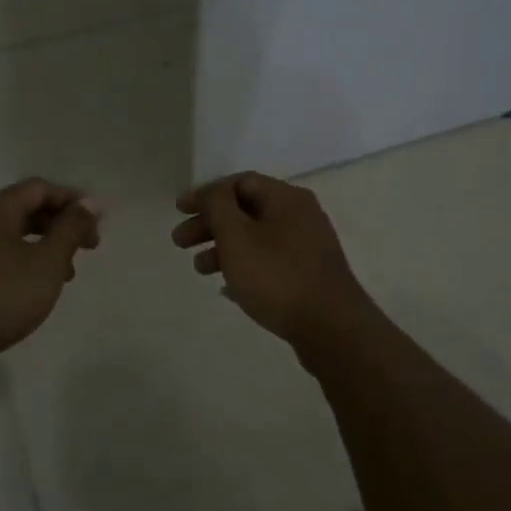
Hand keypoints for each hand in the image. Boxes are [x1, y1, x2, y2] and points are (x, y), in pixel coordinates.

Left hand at [0, 178, 101, 365]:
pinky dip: (23, 258)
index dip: (72, 200)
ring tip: (66, 273)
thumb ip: (71, 229)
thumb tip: (90, 203)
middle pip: (25, 207)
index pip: (40, 188)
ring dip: (44, 244)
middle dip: (60, 224)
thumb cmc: (3, 295)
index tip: (96, 223)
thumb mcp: (48, 261)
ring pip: (12, 232)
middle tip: (88, 247)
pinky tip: (34, 285)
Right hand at [171, 172, 374, 347]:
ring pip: (256, 238)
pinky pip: (268, 262)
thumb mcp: (237, 236)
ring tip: (200, 269)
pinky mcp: (309, 276)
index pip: (240, 182)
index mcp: (287, 198)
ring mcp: (308, 247)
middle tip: (179, 242)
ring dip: (223, 248)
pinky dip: (244, 267)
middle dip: (210, 224)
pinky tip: (227, 288)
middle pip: (246, 210)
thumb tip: (212, 192)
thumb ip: (218, 207)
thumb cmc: (277, 276)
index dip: (206, 194)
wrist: (331, 328)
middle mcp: (301, 216)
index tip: (179, 210)